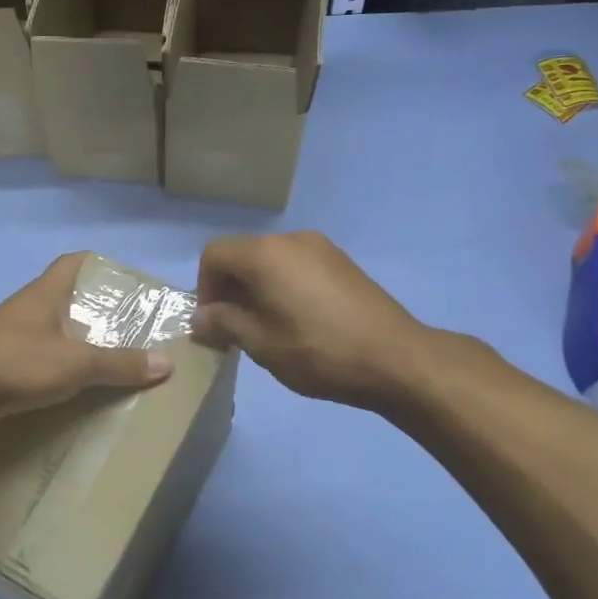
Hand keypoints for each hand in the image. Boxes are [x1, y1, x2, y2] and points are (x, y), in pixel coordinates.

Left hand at [0, 254, 173, 440]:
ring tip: (114, 364)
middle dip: (97, 314)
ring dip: (79, 347)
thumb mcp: (77, 361)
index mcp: (46, 294)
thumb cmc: (18, 360)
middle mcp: (30, 310)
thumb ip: (120, 363)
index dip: (100, 266)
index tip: (126, 284)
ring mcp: (14, 339)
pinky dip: (61, 375)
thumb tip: (166, 364)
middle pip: (68, 301)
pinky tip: (82, 392)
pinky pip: (41, 366)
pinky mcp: (4, 369)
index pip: (74, 262)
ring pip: (55, 335)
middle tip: (132, 331)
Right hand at [193, 232, 426, 409]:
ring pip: (270, 261)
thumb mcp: (261, 344)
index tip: (214, 324)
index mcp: (265, 254)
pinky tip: (298, 321)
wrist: (396, 359)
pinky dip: (282, 286)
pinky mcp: (342, 262)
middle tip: (235, 330)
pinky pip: (296, 266)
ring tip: (266, 328)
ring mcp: (321, 248)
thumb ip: (223, 323)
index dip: (204, 288)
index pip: (214, 255)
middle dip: (229, 289)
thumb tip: (200, 318)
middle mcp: (291, 239)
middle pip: (242, 254)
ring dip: (256, 289)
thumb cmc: (319, 351)